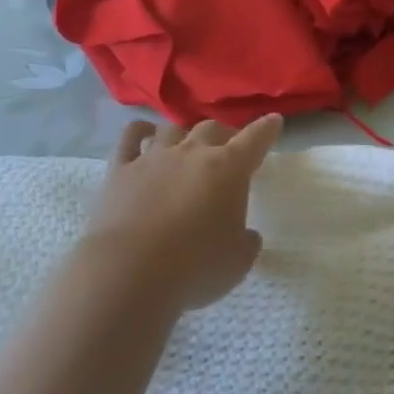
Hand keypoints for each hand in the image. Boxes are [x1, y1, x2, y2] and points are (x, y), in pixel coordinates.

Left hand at [79, 114, 284, 310]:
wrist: (130, 272)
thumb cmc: (196, 267)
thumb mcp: (238, 262)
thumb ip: (246, 242)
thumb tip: (246, 235)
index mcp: (229, 169)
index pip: (255, 139)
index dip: (266, 129)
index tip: (274, 121)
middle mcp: (192, 153)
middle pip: (212, 128)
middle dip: (223, 134)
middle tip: (226, 148)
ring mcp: (154, 158)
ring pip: (173, 128)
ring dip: (184, 133)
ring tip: (186, 144)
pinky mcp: (120, 169)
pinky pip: (130, 138)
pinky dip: (139, 131)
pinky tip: (144, 134)